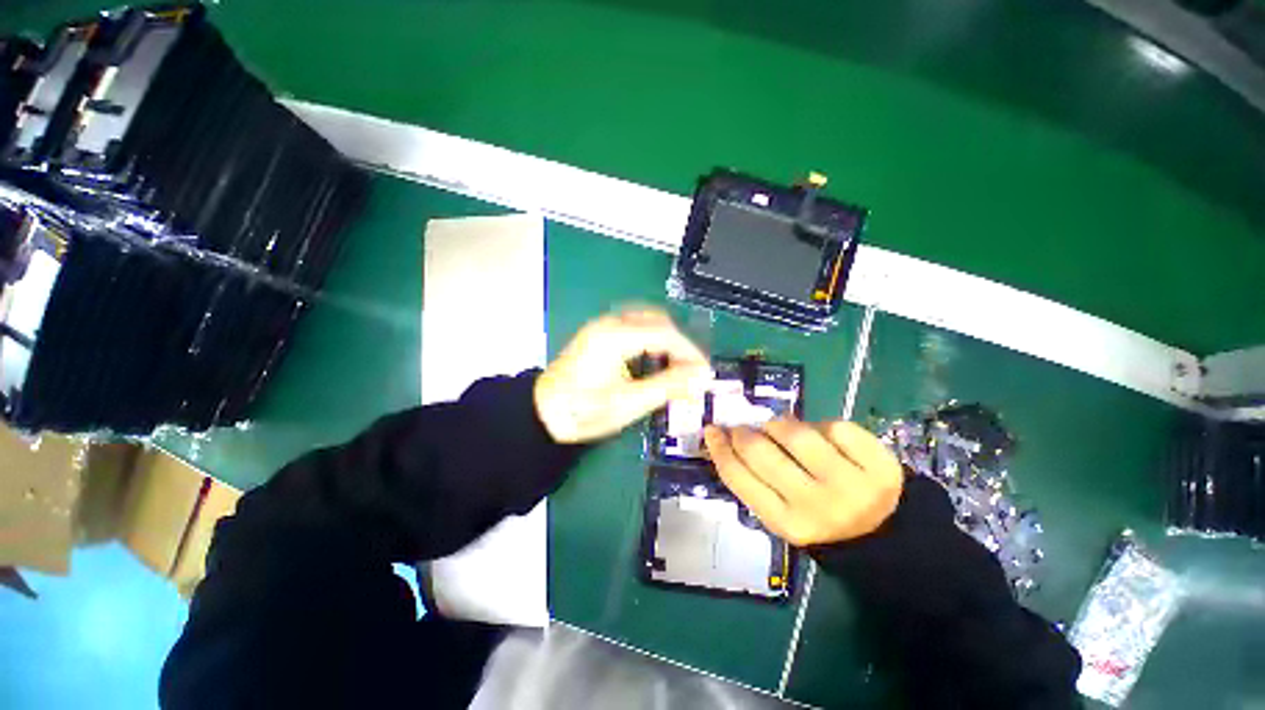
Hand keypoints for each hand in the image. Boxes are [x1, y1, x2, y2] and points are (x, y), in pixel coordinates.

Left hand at [535, 307, 712, 443]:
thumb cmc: (583, 410)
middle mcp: (609, 323)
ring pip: (647, 322)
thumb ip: (668, 386)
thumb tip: (700, 376)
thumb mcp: (629, 403)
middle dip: (679, 345)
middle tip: (691, 371)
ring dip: (666, 342)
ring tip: (676, 368)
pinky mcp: (600, 334)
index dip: (689, 351)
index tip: (704, 371)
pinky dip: (651, 341)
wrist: (542, 412)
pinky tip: (654, 361)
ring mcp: (602, 326)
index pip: (665, 333)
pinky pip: (635, 327)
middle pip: (658, 321)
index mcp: (615, 336)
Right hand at [703, 418, 902, 545]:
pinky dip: (822, 426)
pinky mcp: (880, 466)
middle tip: (745, 428)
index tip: (712, 430)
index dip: (720, 448)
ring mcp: (851, 486)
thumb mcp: (782, 513)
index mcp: (787, 523)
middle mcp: (817, 507)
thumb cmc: (818, 519)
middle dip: (746, 433)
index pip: (740, 477)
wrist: (884, 534)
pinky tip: (822, 436)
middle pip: (762, 452)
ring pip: (797, 433)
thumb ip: (755, 481)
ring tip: (781, 429)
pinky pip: (835, 427)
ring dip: (780, 425)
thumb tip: (726, 437)